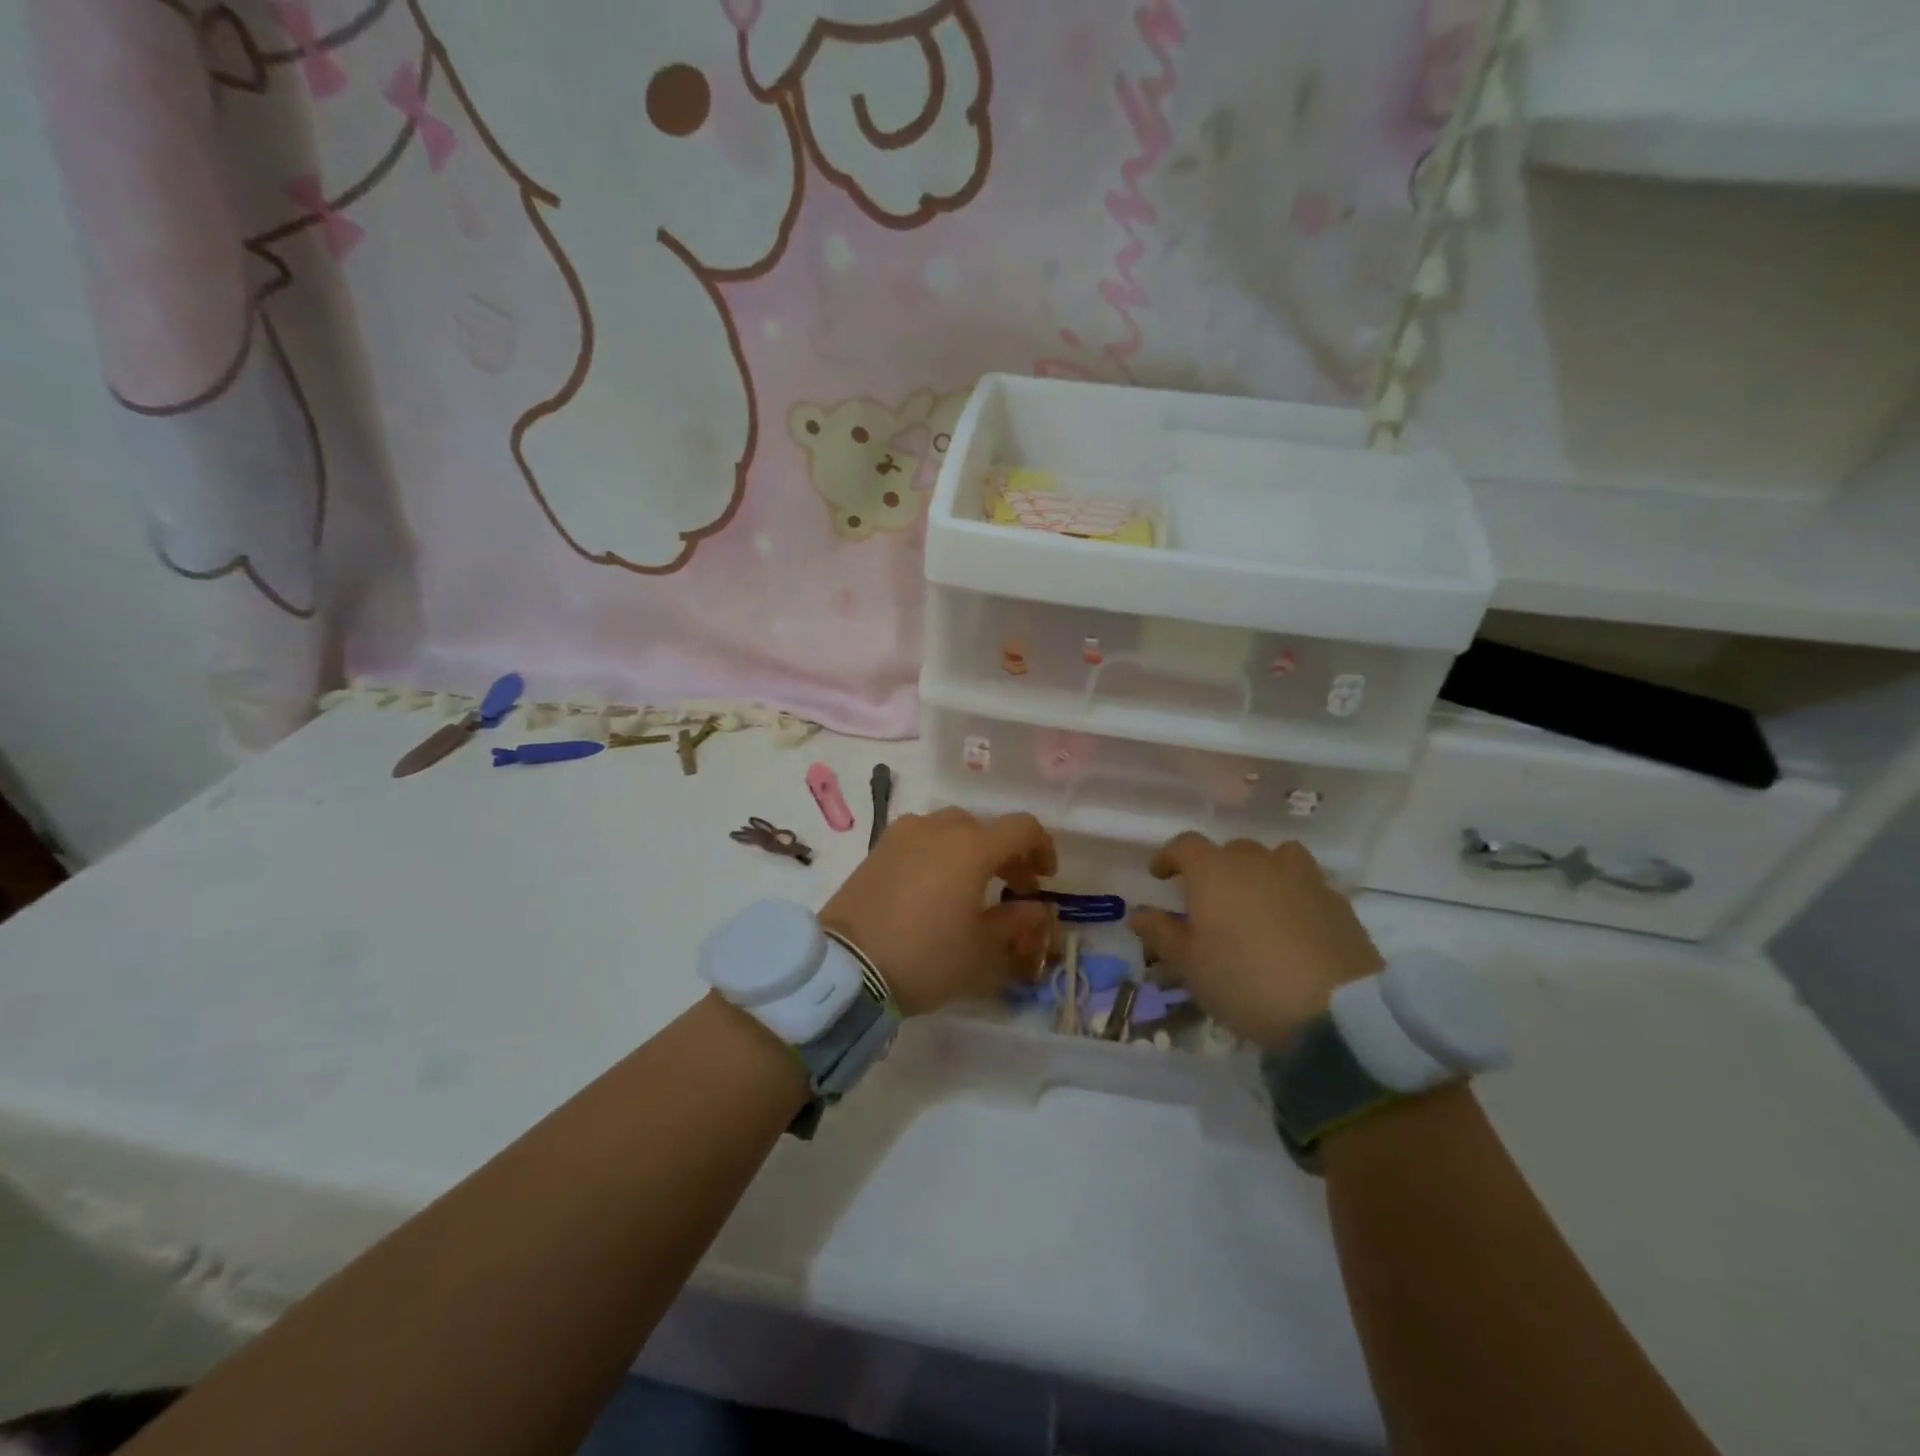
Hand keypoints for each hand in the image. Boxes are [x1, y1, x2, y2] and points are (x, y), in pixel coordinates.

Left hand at [821, 808, 1057, 1015]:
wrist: (846, 966)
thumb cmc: (925, 956)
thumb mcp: (980, 949)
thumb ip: (1015, 922)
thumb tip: (1036, 908)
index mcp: (972, 847)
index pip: (1022, 827)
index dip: (1042, 847)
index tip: (1045, 877)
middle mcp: (938, 828)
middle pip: (985, 827)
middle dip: (1006, 854)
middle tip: (1013, 888)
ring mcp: (903, 834)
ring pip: (950, 829)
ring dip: (971, 850)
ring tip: (971, 886)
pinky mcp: (878, 848)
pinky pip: (921, 839)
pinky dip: (939, 853)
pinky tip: (934, 886)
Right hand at [1130, 835, 1382, 1048]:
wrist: (1336, 1010)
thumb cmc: (1245, 981)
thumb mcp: (1190, 965)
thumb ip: (1162, 933)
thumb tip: (1138, 913)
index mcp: (1214, 871)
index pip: (1185, 845)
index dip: (1169, 856)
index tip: (1159, 875)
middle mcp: (1257, 862)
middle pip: (1231, 849)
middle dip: (1215, 868)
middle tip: (1210, 900)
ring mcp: (1302, 877)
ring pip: (1276, 858)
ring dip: (1261, 872)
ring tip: (1257, 901)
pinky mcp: (1337, 901)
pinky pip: (1307, 884)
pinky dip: (1295, 895)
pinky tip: (1294, 925)